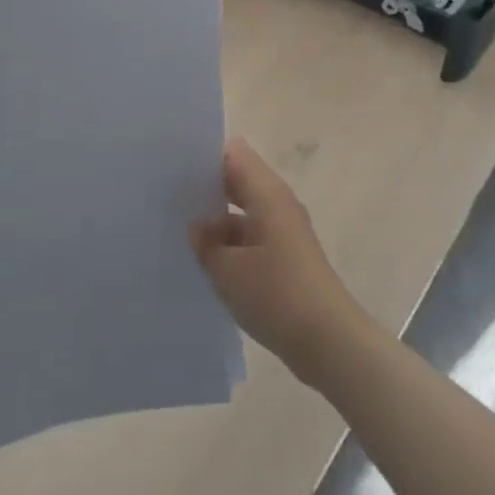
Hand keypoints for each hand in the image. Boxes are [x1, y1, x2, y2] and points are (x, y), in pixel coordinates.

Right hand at [191, 138, 375, 386]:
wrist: (328, 341)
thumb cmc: (277, 295)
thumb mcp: (228, 270)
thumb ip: (206, 242)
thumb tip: (196, 225)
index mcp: (267, 193)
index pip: (234, 154)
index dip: (204, 156)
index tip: (173, 169)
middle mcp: (277, 203)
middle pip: (238, 180)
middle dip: (206, 188)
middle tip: (166, 200)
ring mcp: (283, 230)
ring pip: (243, 210)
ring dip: (216, 219)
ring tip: (176, 230)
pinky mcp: (285, 255)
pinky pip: (252, 235)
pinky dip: (230, 242)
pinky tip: (203, 261)